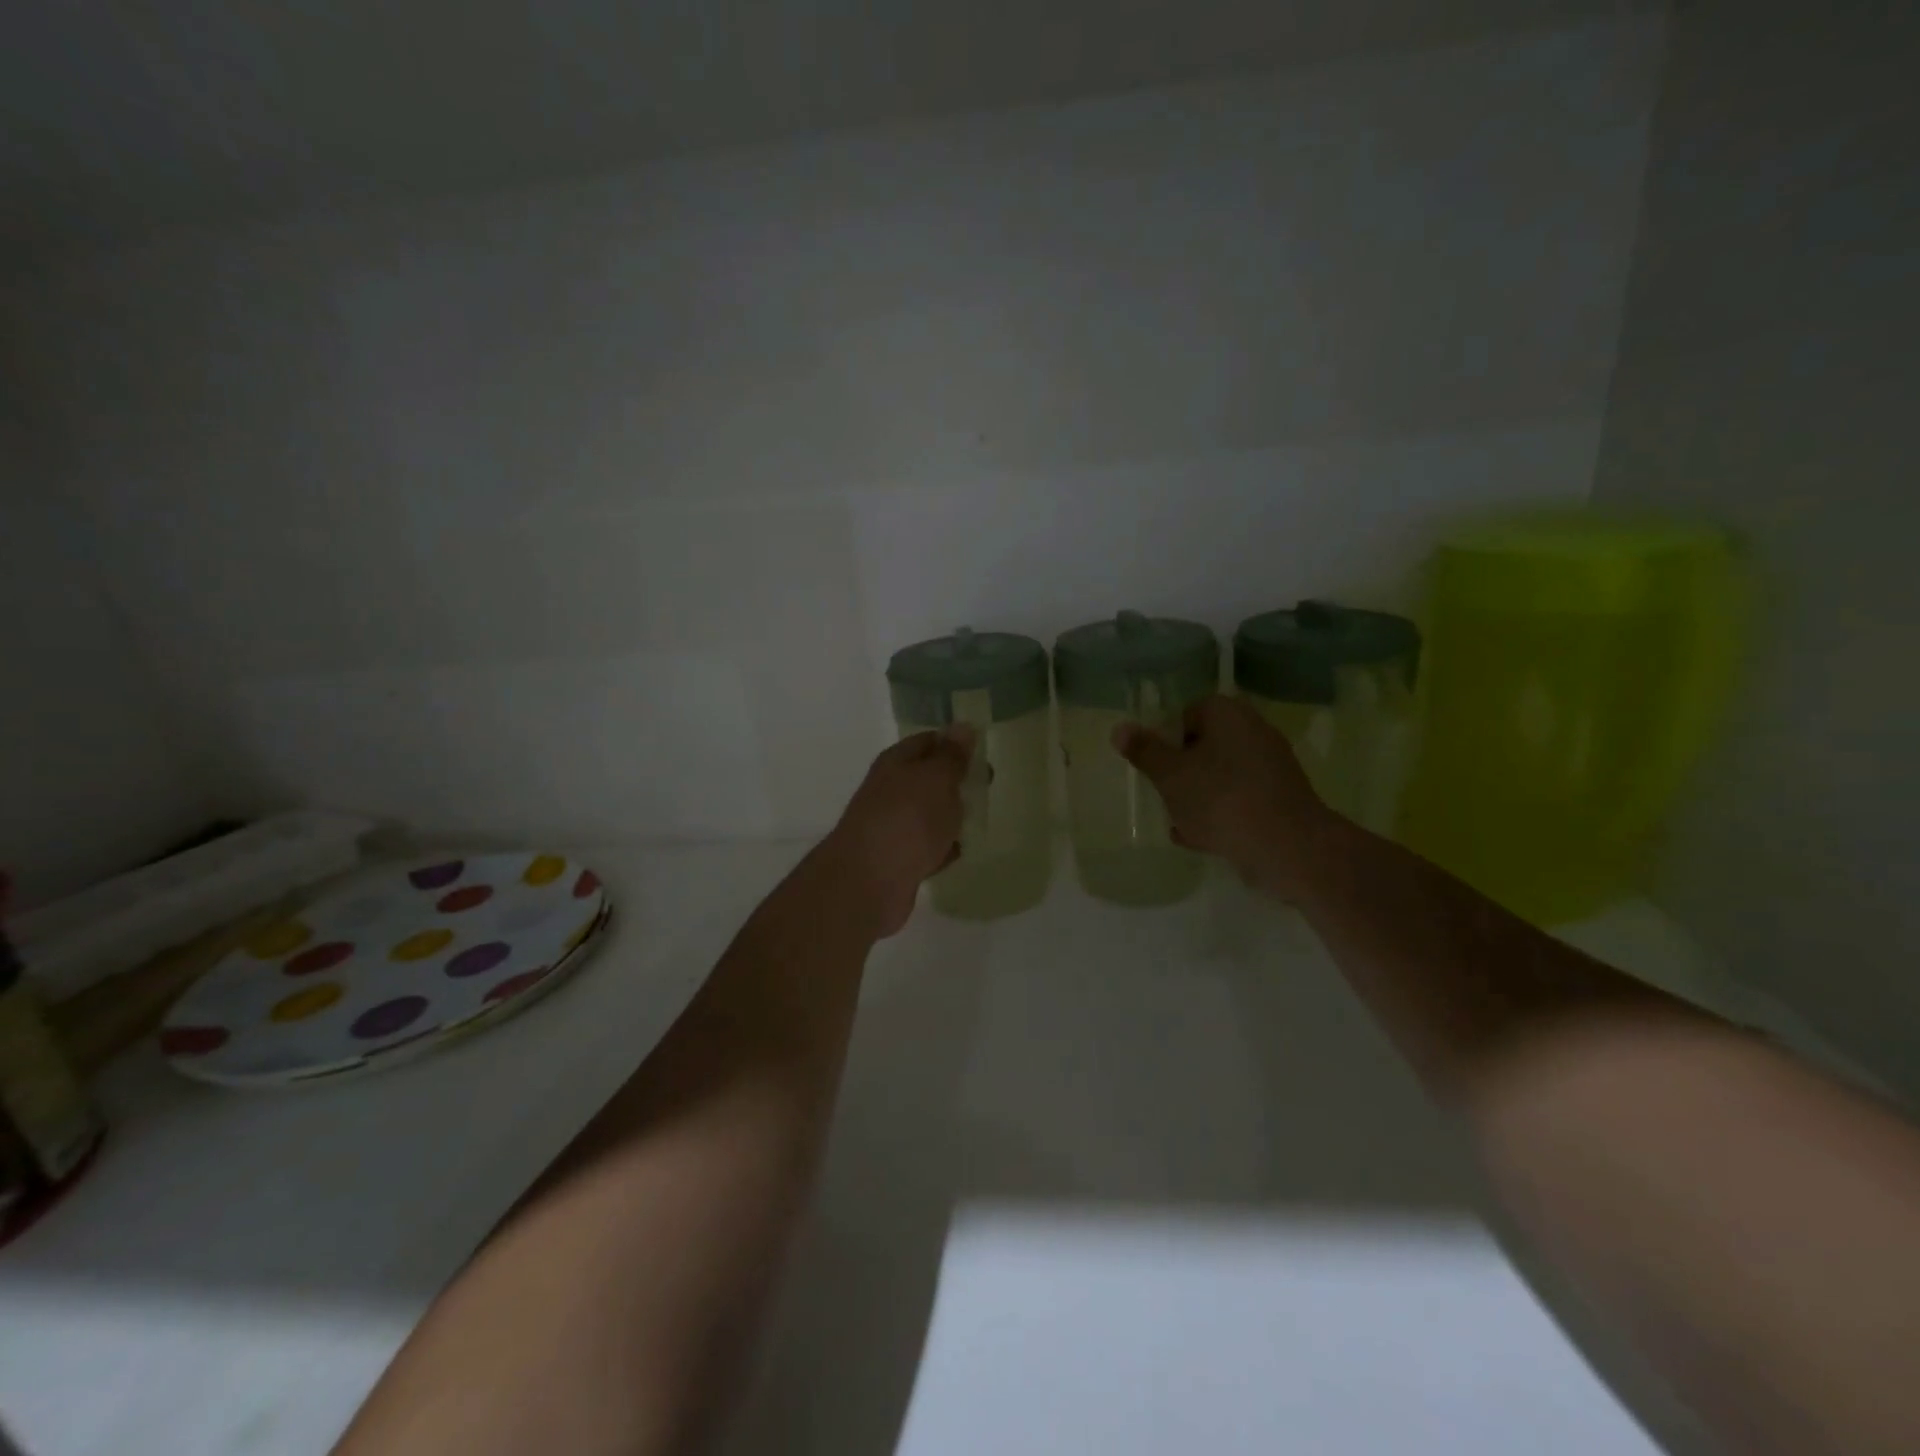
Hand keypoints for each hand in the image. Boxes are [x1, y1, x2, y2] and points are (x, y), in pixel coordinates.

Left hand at [821, 727, 975, 938]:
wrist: (868, 882)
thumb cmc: (907, 819)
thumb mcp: (936, 779)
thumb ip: (951, 756)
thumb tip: (962, 726)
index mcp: (896, 763)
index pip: (928, 741)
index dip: (954, 743)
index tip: (983, 751)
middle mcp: (889, 790)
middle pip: (926, 778)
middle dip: (954, 780)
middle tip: (988, 784)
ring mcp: (891, 826)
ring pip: (926, 813)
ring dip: (949, 814)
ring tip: (980, 816)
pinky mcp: (897, 860)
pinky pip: (926, 847)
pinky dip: (941, 847)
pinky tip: (960, 851)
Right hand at [1114, 695, 1336, 897]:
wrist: (1286, 847)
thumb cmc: (1220, 799)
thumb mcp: (1170, 775)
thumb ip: (1144, 751)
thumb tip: (1119, 728)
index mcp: (1227, 713)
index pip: (1184, 716)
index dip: (1164, 742)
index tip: (1154, 769)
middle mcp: (1253, 730)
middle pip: (1202, 746)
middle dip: (1180, 772)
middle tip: (1163, 795)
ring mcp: (1270, 765)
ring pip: (1219, 775)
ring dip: (1197, 796)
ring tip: (1178, 823)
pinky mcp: (1280, 797)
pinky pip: (1239, 798)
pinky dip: (1220, 813)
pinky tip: (1201, 838)